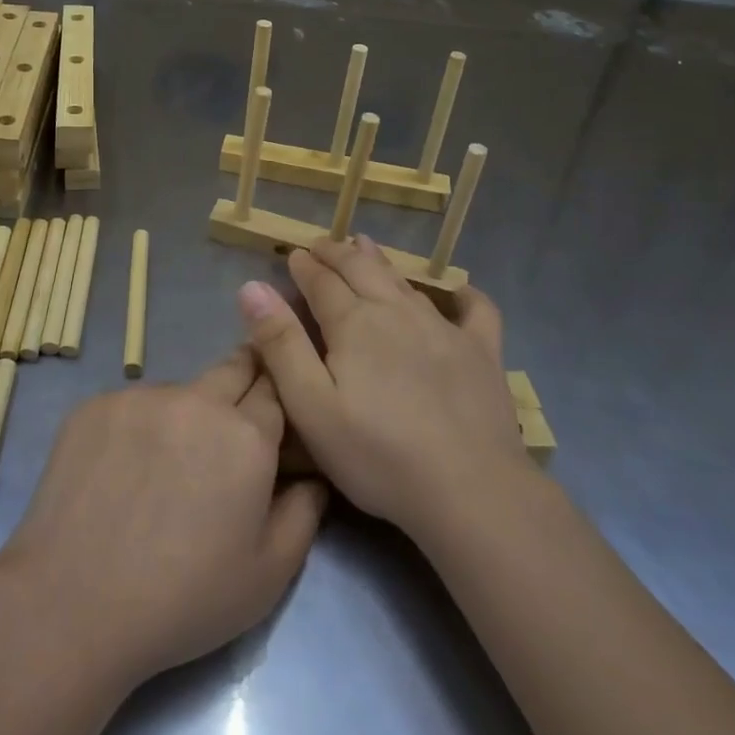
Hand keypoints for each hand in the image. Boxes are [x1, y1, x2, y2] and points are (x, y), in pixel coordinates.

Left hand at [0, 350, 326, 687]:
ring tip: (165, 467)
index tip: (275, 417)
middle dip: (244, 384)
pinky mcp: (96, 405)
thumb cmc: (183, 600)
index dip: (279, 401)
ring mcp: (141, 397)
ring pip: (180, 390)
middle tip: (232, 424)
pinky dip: (139, 427)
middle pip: (234, 367)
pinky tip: (122, 472)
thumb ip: (304, 513)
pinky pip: (134, 404)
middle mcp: (197, 400)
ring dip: (186, 414)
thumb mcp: (268, 576)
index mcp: (246, 435)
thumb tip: (313, 475)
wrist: (72, 605)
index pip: (277, 389)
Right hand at [238, 236, 532, 541]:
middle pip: (361, 270)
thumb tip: (252, 286)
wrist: (469, 489)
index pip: (322, 282)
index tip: (293, 255)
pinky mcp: (482, 352)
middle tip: (321, 245)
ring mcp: (444, 329)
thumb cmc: (377, 454)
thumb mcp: (311, 406)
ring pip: (405, 282)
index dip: (304, 266)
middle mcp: (397, 312)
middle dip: (337, 254)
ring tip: (365, 247)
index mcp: (354, 323)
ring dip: (380, 261)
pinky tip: (460, 292)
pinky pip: (477, 311)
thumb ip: (281, 344)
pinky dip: (465, 296)